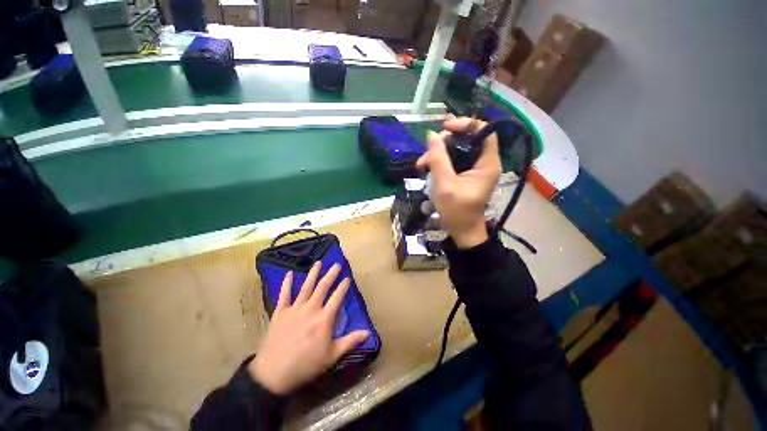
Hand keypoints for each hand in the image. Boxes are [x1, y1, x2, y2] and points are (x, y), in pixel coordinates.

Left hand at [249, 262, 368, 394]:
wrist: (273, 374)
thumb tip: (368, 333)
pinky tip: (289, 273)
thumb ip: (350, 341)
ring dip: (313, 273)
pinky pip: (284, 295)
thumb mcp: (332, 356)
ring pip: (306, 287)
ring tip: (318, 263)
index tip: (347, 278)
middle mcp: (311, 309)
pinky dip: (286, 283)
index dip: (343, 287)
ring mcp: (294, 309)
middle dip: (331, 275)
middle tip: (336, 265)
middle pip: (323, 287)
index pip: (337, 297)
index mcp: (324, 319)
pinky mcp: (280, 312)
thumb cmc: (306, 365)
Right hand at [416, 117, 500, 248]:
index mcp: (487, 163)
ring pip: (457, 149)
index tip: (444, 128)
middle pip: (467, 139)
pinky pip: (453, 160)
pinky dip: (440, 162)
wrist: (461, 230)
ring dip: (438, 154)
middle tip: (426, 154)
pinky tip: (426, 169)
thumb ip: (438, 159)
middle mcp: (484, 162)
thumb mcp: (444, 184)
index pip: (483, 131)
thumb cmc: (456, 211)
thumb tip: (431, 135)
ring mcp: (475, 169)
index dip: (465, 124)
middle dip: (444, 143)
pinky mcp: (466, 174)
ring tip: (421, 165)